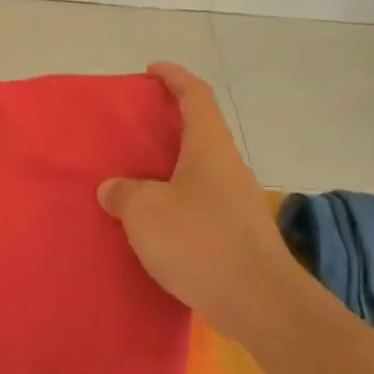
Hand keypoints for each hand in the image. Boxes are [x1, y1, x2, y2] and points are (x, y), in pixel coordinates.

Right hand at [98, 63, 307, 344]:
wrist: (259, 303)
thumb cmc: (200, 242)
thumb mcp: (145, 211)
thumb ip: (124, 193)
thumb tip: (114, 189)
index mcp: (209, 148)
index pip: (196, 96)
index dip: (174, 77)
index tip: (151, 70)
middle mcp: (227, 167)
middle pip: (198, 132)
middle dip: (167, 125)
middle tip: (132, 130)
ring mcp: (236, 202)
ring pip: (197, 171)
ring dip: (168, 169)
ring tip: (132, 179)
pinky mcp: (236, 234)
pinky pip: (198, 204)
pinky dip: (174, 202)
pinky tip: (152, 223)